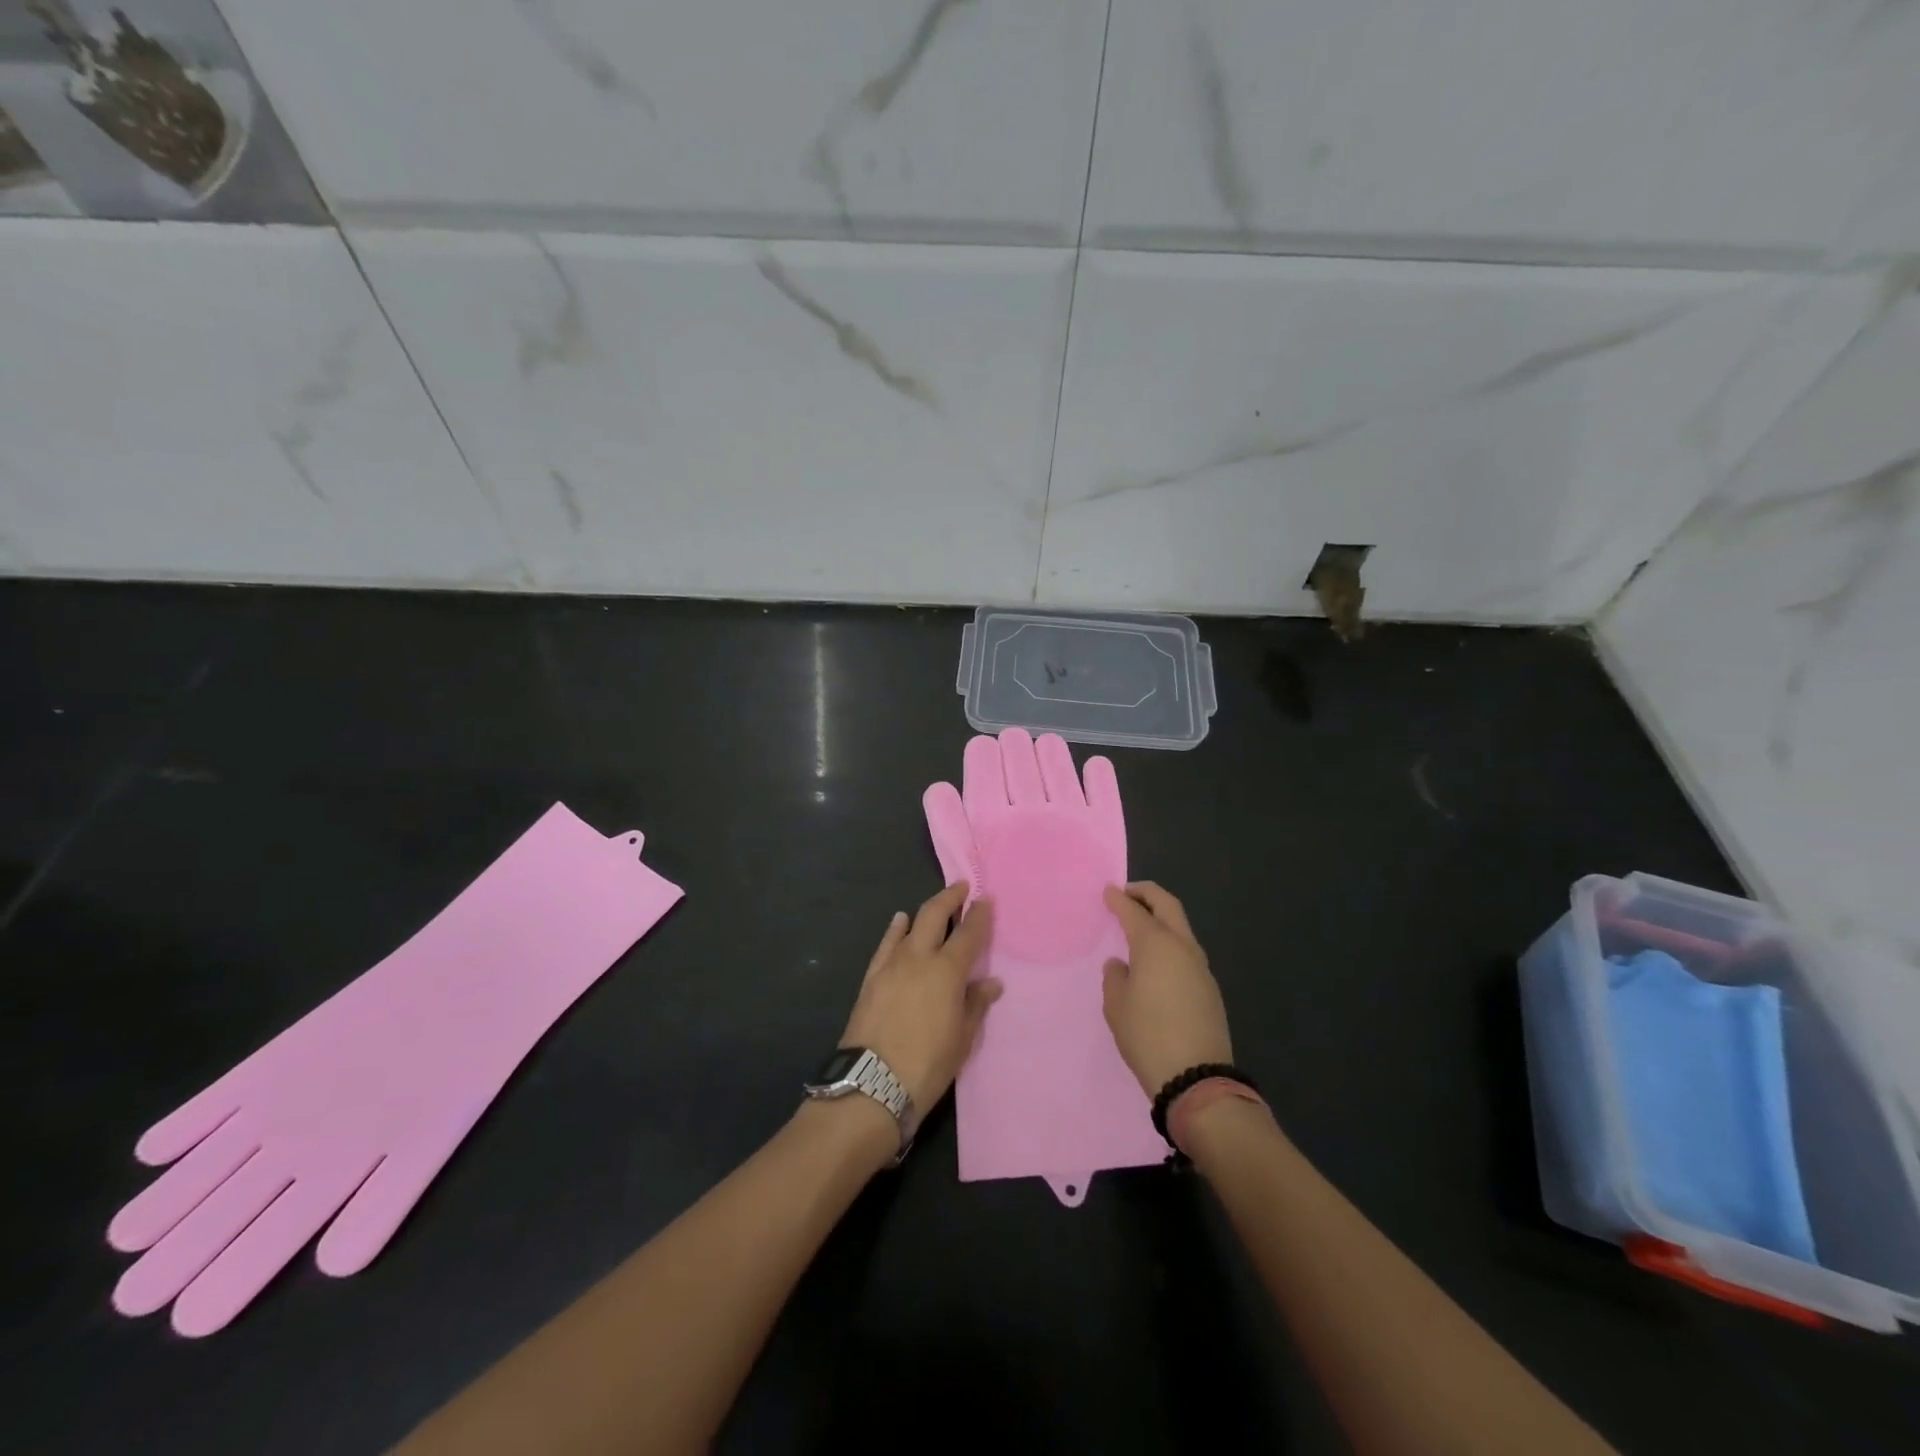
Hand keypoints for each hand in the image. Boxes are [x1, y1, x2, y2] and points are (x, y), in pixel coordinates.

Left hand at [840, 882, 1000, 1113]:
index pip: (969, 933)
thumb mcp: (962, 1039)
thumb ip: (975, 1005)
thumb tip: (990, 983)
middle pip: (934, 915)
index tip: (987, 899)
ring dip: (925, 911)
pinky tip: (899, 921)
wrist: (872, 1084)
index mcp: (948, 971)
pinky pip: (886, 944)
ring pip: (909, 925)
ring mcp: (891, 965)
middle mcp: (919, 958)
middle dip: (950, 898)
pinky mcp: (871, 977)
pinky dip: (895, 929)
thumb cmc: (928, 1065)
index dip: (980, 915)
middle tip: (962, 888)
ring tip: (936, 906)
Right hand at [1102, 882, 1232, 1097]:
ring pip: (1181, 927)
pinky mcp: (1209, 987)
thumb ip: (1115, 977)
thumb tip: (1121, 965)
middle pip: (1167, 905)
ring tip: (1141, 924)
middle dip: (1147, 893)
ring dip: (1162, 917)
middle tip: (1128, 893)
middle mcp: (1181, 946)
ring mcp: (1200, 966)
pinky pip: (1186, 951)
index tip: (1108, 891)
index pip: (1133, 910)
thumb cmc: (1147, 1035)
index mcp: (1155, 944)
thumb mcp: (1116, 1006)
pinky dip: (1170, 942)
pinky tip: (1157, 959)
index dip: (1118, 899)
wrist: (1196, 1078)